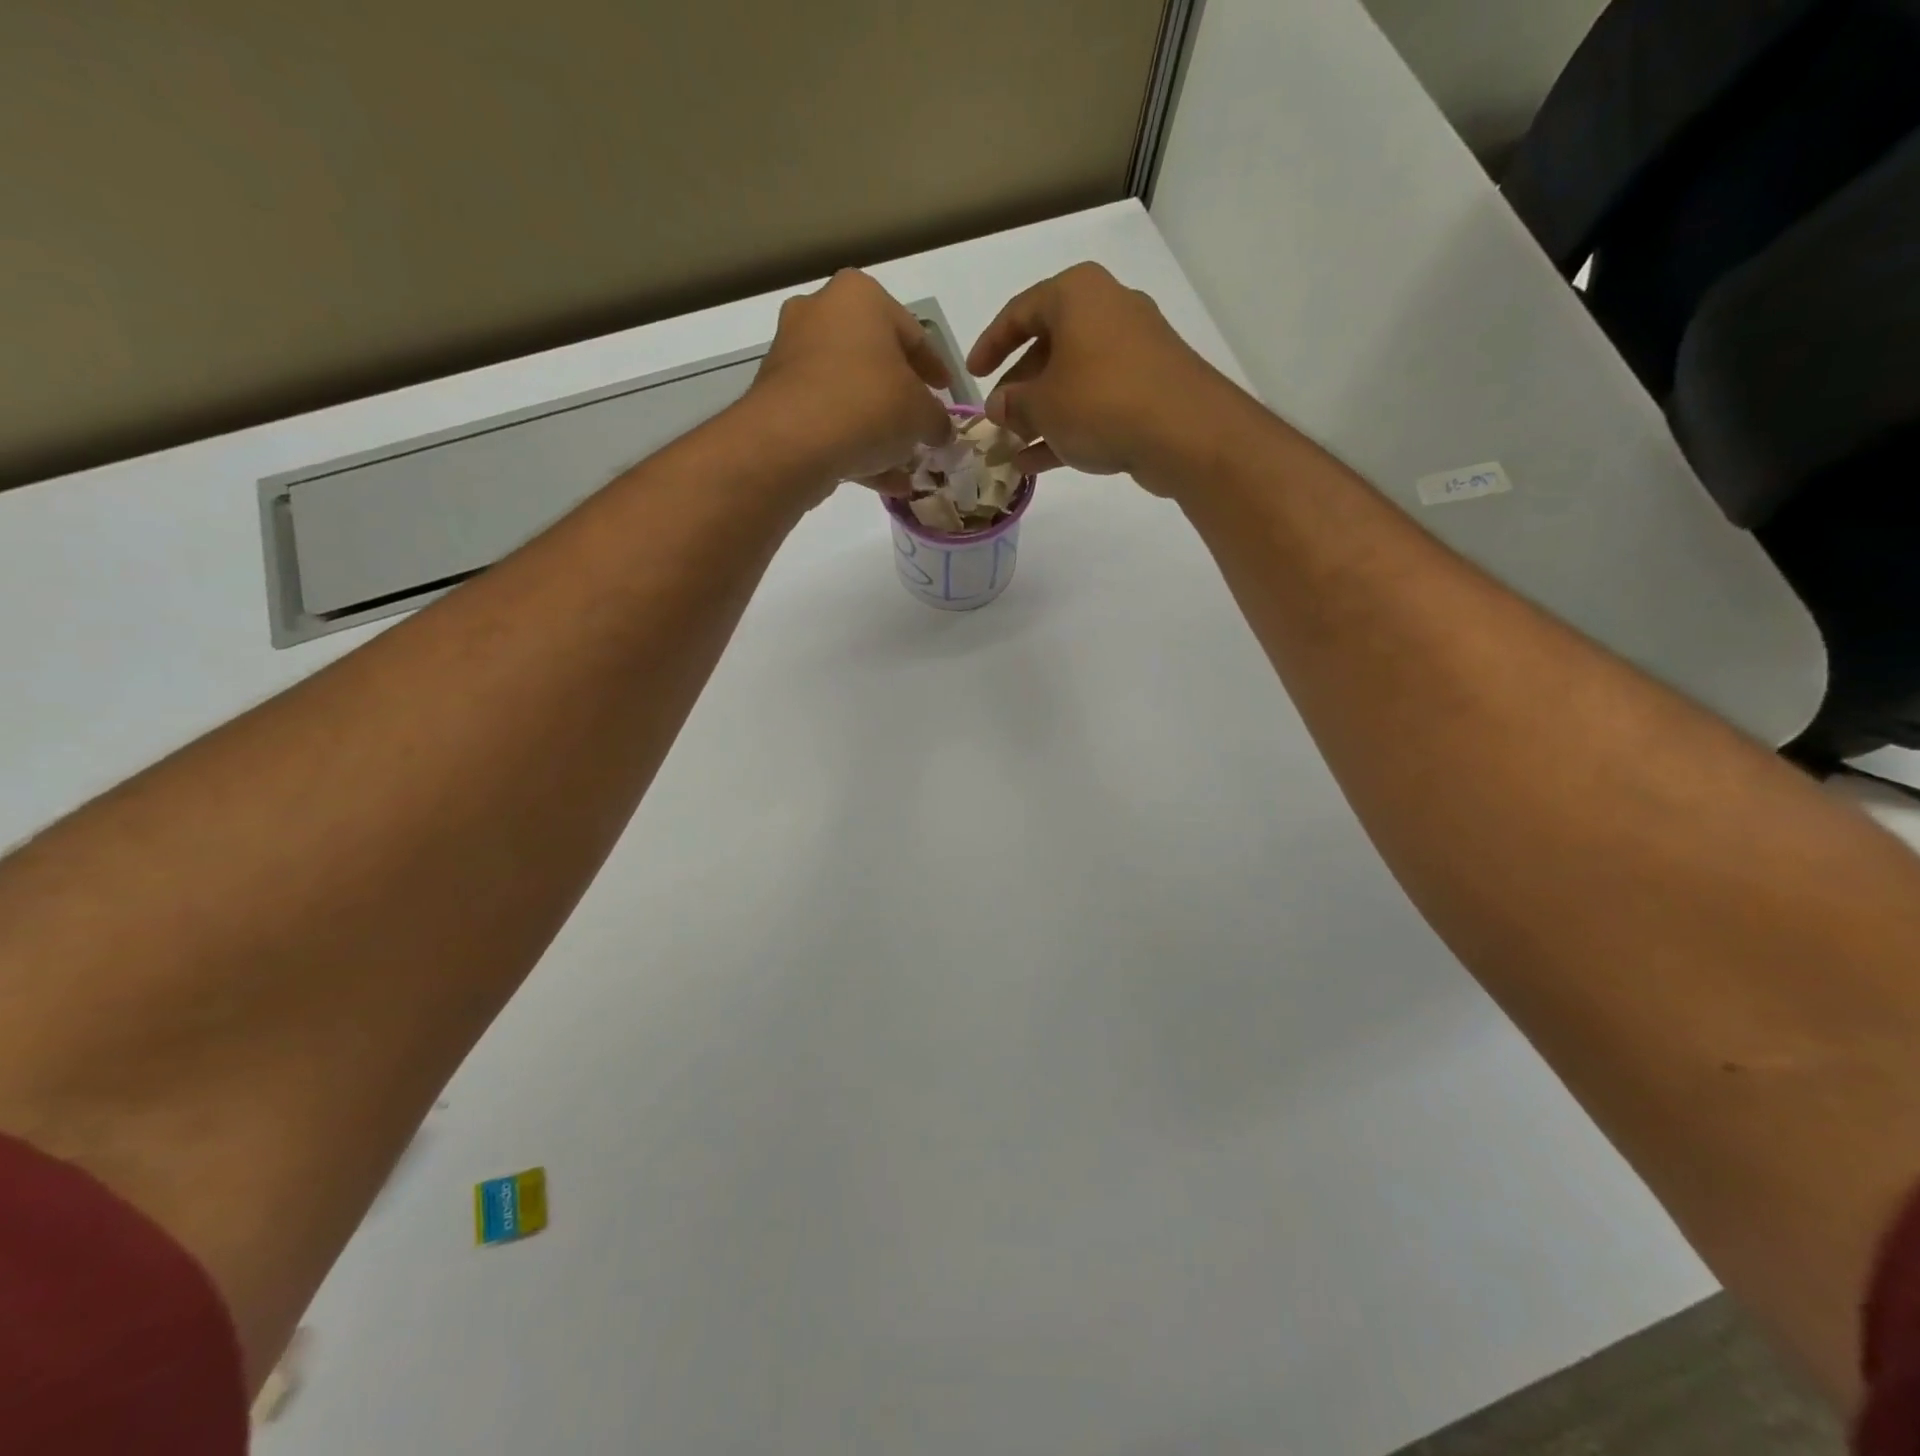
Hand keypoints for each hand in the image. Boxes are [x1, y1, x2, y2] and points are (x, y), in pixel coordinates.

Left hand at [746, 269, 956, 501]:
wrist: (792, 442)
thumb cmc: (868, 405)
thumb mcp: (921, 413)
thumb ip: (937, 419)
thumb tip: (940, 430)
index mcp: (859, 297)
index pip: (912, 333)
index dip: (936, 368)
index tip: (948, 394)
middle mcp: (820, 314)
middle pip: (875, 361)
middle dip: (900, 397)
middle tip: (921, 425)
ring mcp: (792, 357)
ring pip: (849, 394)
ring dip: (878, 428)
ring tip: (904, 462)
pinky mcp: (777, 399)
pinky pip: (827, 419)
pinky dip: (853, 445)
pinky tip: (882, 481)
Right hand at [967, 263, 1231, 490]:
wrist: (1184, 431)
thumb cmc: (1100, 401)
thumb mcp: (1042, 405)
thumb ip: (1013, 404)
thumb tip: (999, 407)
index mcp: (1076, 295)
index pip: (1019, 312)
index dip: (990, 344)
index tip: (972, 375)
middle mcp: (1107, 311)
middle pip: (1049, 347)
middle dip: (1018, 389)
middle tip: (997, 420)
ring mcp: (1132, 351)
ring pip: (1072, 381)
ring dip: (1040, 416)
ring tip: (1012, 449)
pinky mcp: (1148, 389)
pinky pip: (1096, 404)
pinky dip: (1068, 428)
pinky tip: (1038, 463)